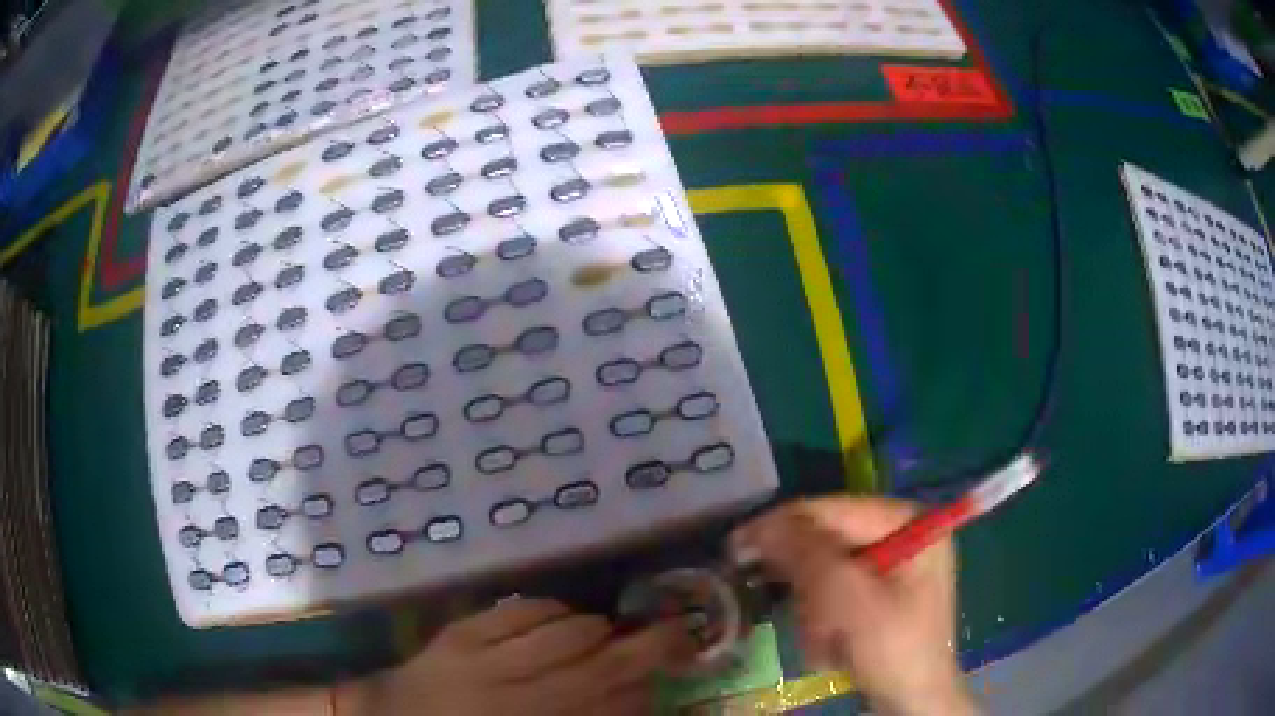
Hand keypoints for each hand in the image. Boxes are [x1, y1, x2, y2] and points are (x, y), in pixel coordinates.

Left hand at [341, 597, 694, 714]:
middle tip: (676, 631)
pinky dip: (549, 609)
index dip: (645, 688)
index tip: (666, 674)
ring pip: (562, 635)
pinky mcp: (459, 634)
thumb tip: (627, 700)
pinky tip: (558, 616)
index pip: (608, 708)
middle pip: (594, 670)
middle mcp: (516, 699)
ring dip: (594, 629)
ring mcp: (483, 663)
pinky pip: (518, 612)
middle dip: (644, 648)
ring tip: (602, 631)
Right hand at [730, 498, 976, 715]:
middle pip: (829, 541)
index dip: (781, 526)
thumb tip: (761, 526)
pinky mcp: (880, 591)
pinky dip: (823, 619)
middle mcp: (902, 532)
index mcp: (908, 520)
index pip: (832, 509)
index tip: (734, 547)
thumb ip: (808, 556)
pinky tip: (831, 645)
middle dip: (809, 586)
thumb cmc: (893, 648)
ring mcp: (892, 563)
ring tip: (824, 641)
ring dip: (814, 609)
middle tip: (798, 616)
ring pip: (825, 570)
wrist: (916, 701)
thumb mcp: (850, 601)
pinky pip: (834, 592)